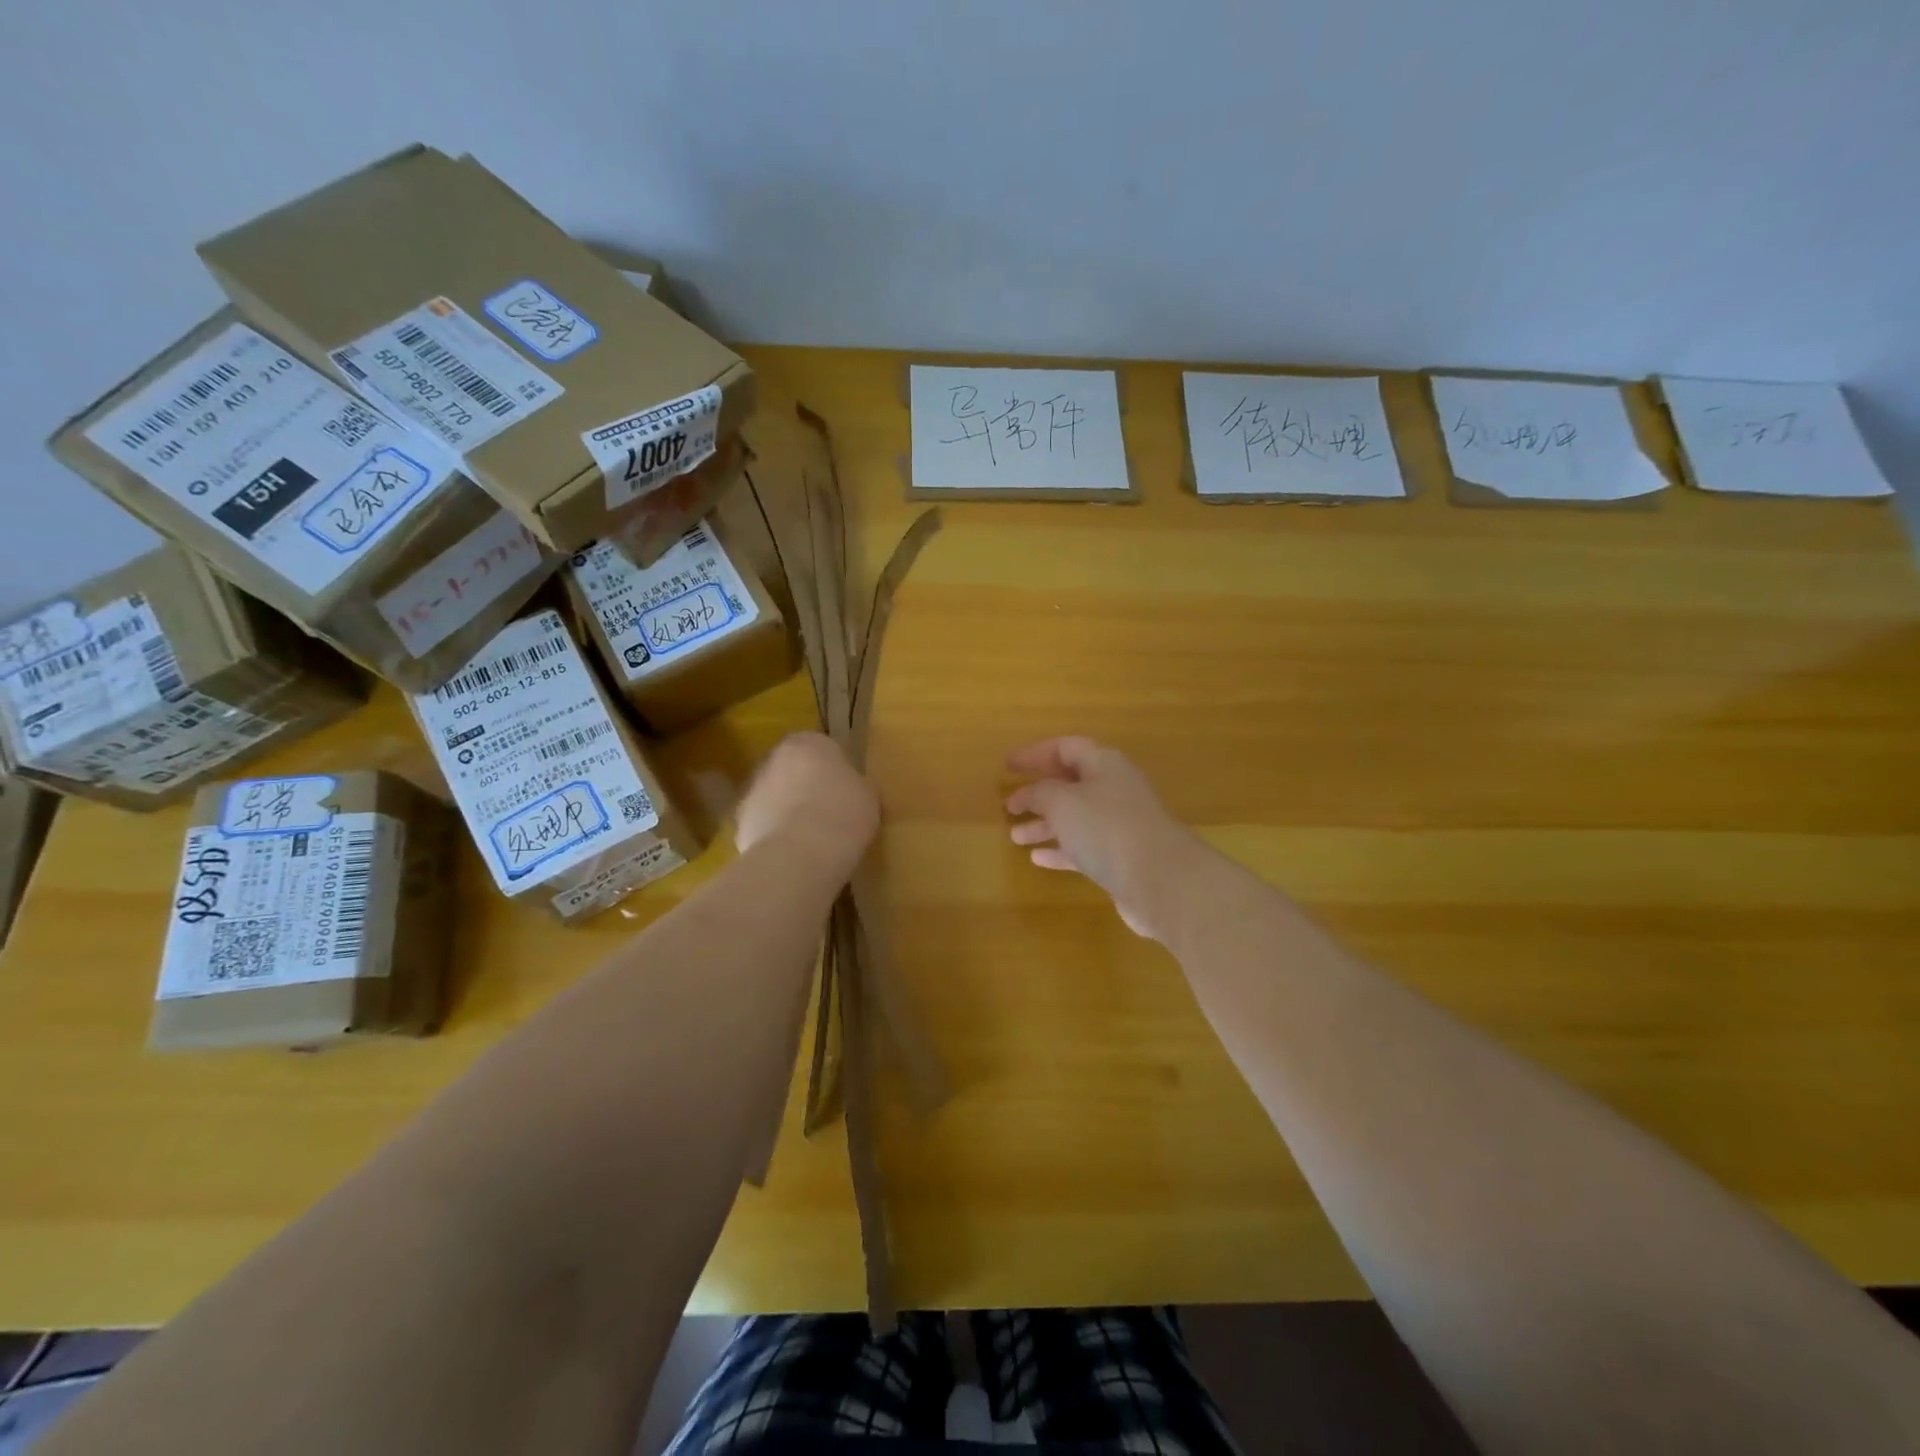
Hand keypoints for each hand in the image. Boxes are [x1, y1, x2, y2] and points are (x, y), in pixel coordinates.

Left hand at [736, 733, 879, 862]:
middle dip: (805, 784)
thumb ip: (856, 784)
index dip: (834, 768)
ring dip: (787, 808)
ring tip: (810, 836)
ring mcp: (752, 790)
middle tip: (827, 809)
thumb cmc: (843, 814)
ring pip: (774, 795)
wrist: (800, 854)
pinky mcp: (740, 822)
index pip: (821, 746)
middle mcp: (774, 758)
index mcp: (809, 742)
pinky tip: (793, 852)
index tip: (845, 788)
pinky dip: (774, 834)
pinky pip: (763, 823)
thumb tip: (852, 788)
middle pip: (792, 768)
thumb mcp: (868, 795)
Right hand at [1005, 737, 1200, 941]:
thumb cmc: (1106, 829)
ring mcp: (1120, 825)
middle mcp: (1114, 789)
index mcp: (1104, 765)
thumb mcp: (1063, 802)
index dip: (1035, 754)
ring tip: (1015, 836)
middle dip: (1039, 793)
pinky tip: (1037, 858)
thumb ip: (1041, 793)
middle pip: (1071, 784)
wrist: (1160, 880)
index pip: (1066, 748)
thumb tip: (1031, 793)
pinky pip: (1084, 847)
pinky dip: (1060, 849)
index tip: (1008, 765)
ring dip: (1045, 824)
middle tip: (1009, 804)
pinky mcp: (1122, 858)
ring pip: (1075, 818)